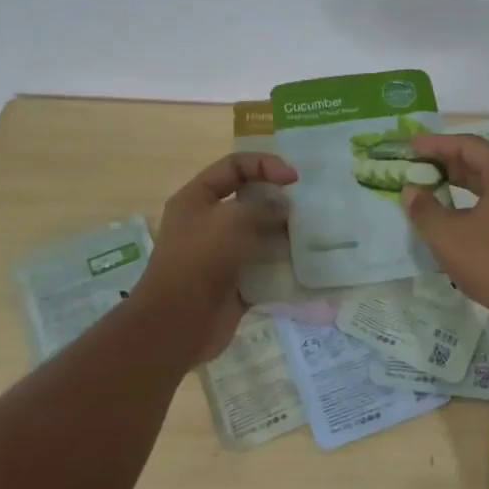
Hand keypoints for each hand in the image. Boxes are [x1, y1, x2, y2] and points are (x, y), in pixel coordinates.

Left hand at [134, 152, 296, 362]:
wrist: (178, 324)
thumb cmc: (200, 261)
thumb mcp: (231, 221)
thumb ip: (263, 206)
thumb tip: (284, 206)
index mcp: (197, 199)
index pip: (234, 166)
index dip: (264, 164)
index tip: (294, 178)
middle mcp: (208, 223)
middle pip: (249, 200)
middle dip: (278, 201)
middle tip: (306, 208)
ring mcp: (222, 255)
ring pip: (260, 235)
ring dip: (285, 234)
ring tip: (311, 235)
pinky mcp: (236, 283)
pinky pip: (264, 268)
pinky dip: (283, 266)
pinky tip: (305, 264)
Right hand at [401, 133, 488, 336]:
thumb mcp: (447, 235)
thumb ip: (424, 208)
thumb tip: (411, 191)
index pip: (468, 145)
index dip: (436, 144)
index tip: (410, 146)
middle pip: (482, 161)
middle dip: (447, 162)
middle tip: (417, 165)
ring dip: (460, 183)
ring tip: (431, 186)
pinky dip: (474, 201)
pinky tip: (455, 215)